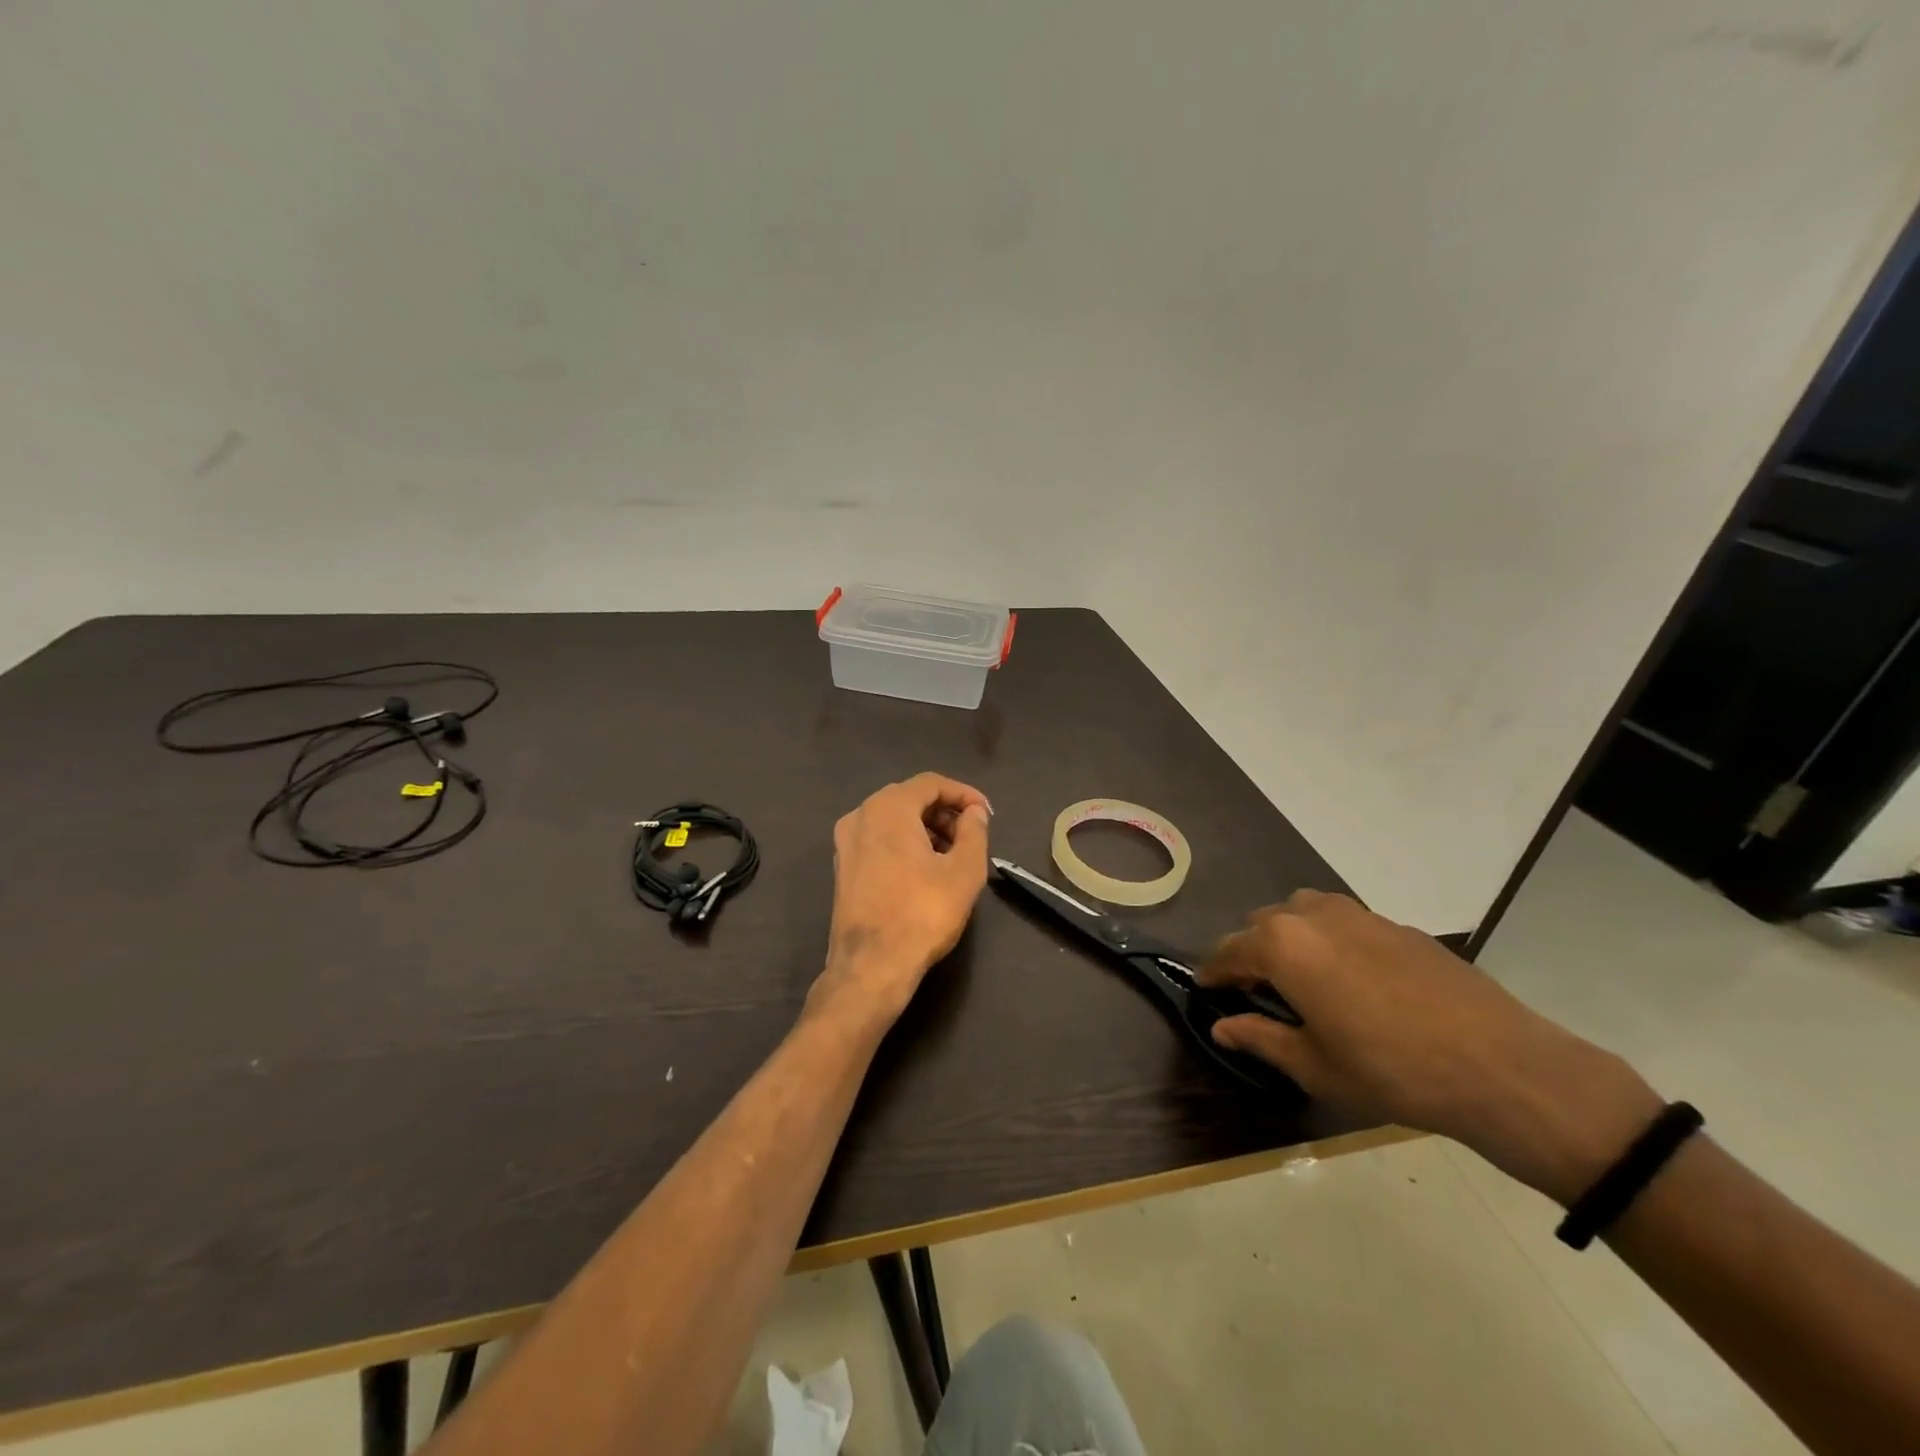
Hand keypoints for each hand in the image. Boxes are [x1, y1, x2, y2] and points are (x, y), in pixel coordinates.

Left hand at [810, 773, 991, 1031]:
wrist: (871, 965)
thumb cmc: (923, 913)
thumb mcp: (965, 870)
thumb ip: (974, 831)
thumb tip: (974, 812)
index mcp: (888, 808)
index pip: (931, 783)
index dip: (963, 793)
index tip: (986, 814)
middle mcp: (861, 815)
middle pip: (909, 798)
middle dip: (944, 811)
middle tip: (971, 834)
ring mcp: (845, 842)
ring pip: (892, 820)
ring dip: (925, 828)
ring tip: (952, 854)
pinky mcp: (842, 868)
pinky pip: (878, 840)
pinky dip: (904, 844)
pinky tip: (925, 869)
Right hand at [1197, 890, 1662, 1204]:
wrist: (1502, 1066)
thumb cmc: (1392, 1070)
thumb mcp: (1315, 1065)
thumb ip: (1260, 1037)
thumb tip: (1221, 1027)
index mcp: (1283, 944)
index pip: (1228, 951)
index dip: (1212, 974)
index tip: (1206, 992)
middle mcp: (1313, 914)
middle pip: (1261, 924)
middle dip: (1250, 954)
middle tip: (1257, 994)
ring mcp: (1358, 914)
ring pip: (1301, 914)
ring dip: (1289, 939)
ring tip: (1302, 982)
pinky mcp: (1396, 924)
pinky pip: (1342, 923)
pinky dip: (1329, 941)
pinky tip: (1353, 982)